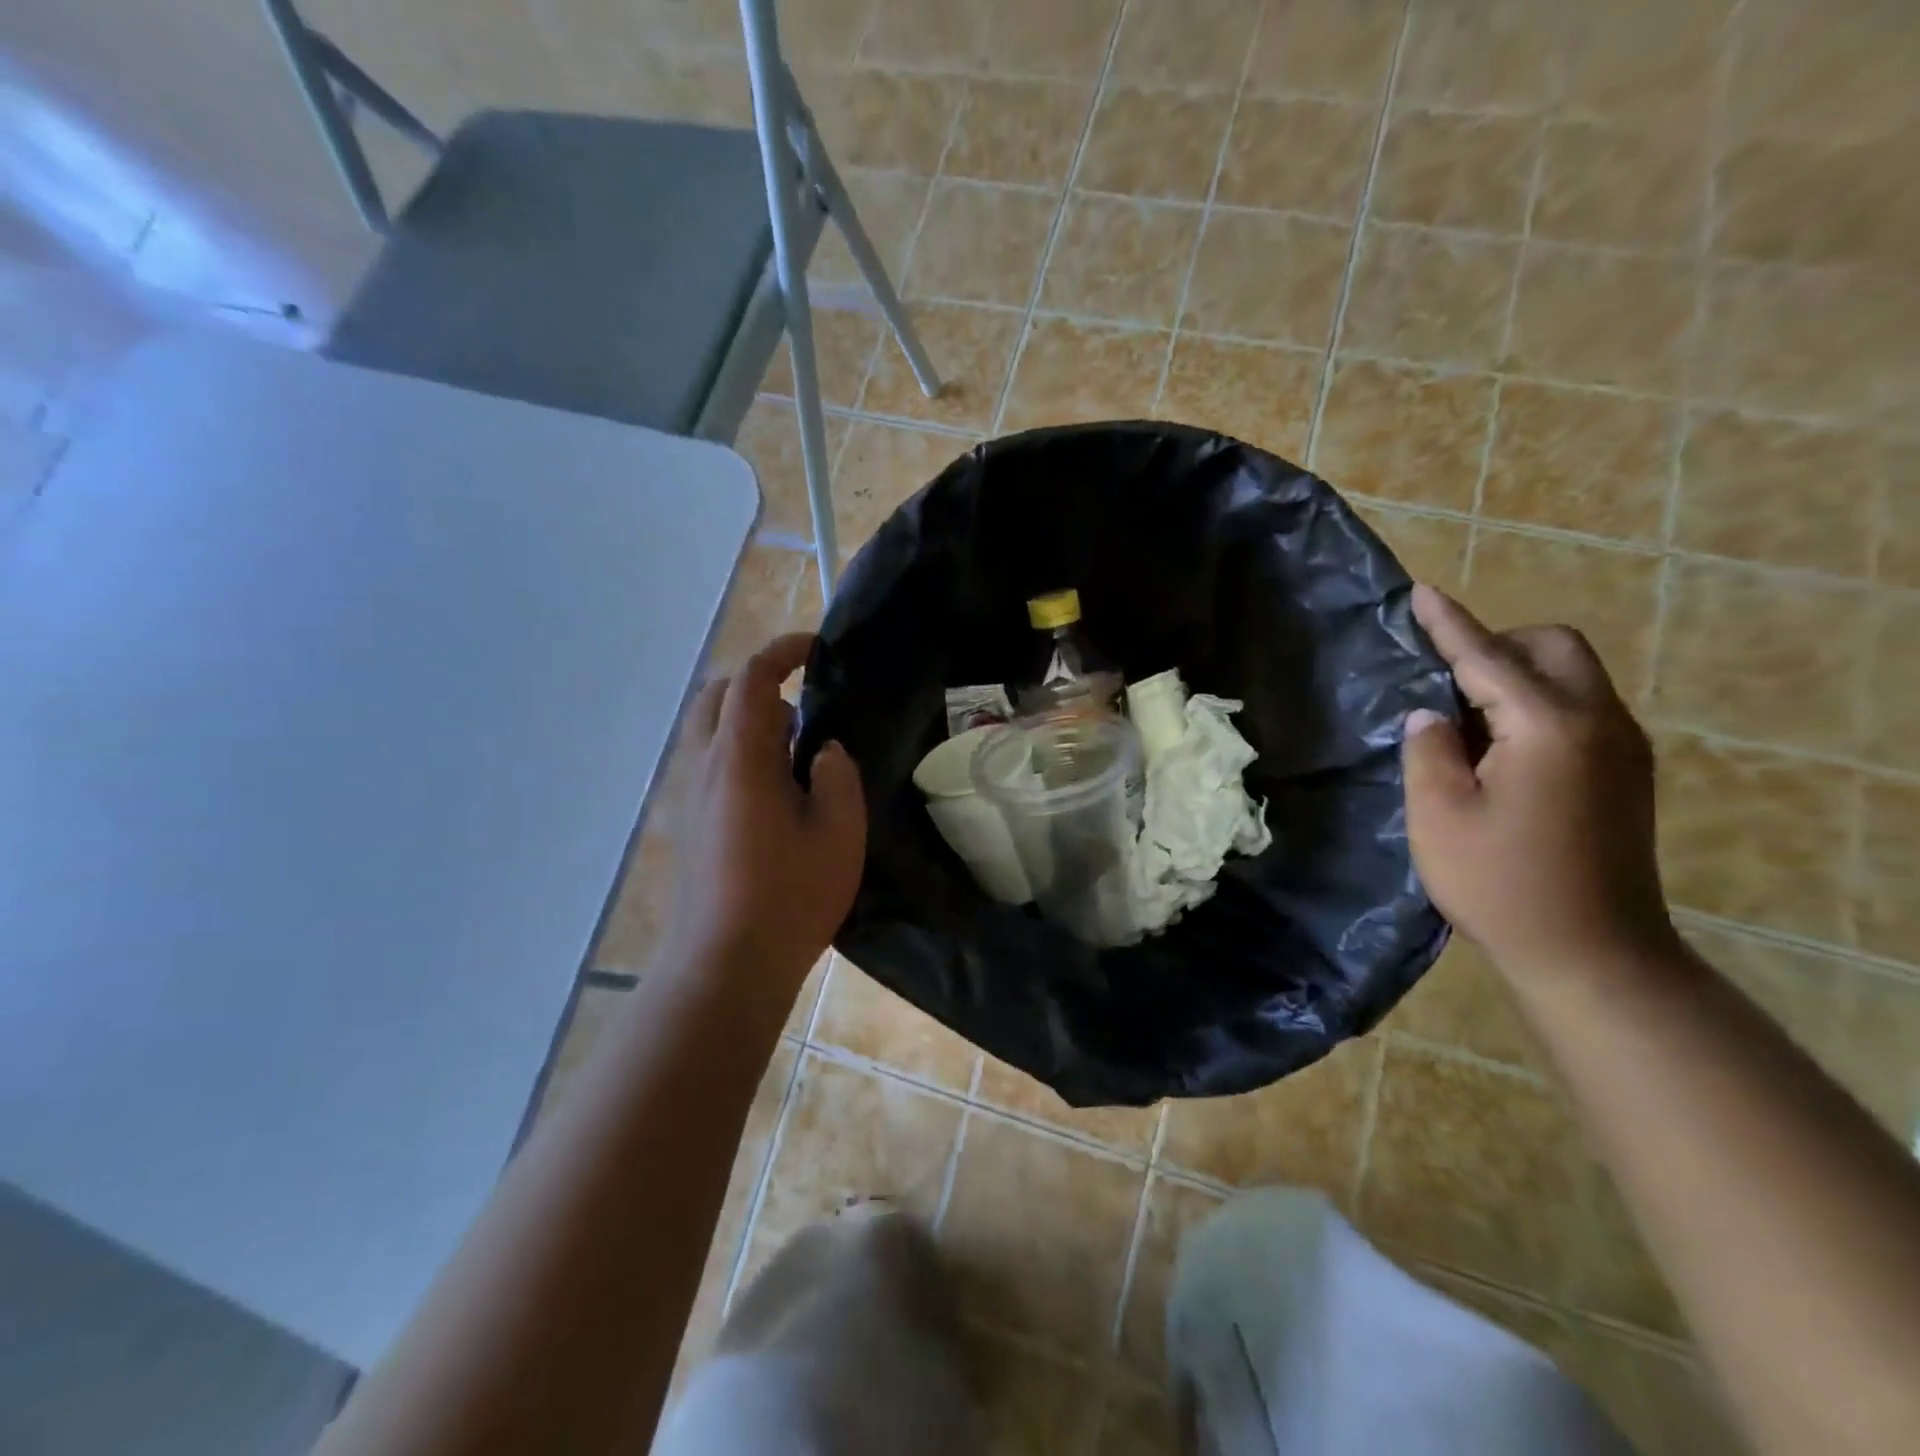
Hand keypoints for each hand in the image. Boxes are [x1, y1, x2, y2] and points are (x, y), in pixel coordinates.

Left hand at [672, 633, 866, 982]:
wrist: (724, 965)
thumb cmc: (788, 897)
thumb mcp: (839, 834)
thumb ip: (838, 777)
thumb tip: (825, 752)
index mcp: (739, 759)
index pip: (753, 679)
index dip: (784, 650)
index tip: (817, 649)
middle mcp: (703, 766)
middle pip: (718, 695)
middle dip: (760, 683)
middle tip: (806, 710)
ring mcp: (688, 796)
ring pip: (709, 730)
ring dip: (750, 722)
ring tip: (796, 758)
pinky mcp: (686, 823)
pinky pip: (708, 762)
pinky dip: (738, 752)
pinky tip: (775, 796)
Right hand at [1402, 584, 1677, 976]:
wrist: (1592, 954)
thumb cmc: (1500, 883)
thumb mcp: (1438, 814)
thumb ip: (1429, 748)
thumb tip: (1431, 713)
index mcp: (1548, 727)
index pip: (1487, 657)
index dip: (1448, 624)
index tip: (1420, 592)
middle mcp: (1599, 723)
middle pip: (1554, 647)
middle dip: (1499, 644)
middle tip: (1445, 678)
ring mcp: (1623, 748)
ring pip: (1573, 676)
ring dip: (1518, 675)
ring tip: (1465, 717)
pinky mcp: (1628, 774)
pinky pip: (1580, 709)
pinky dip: (1537, 705)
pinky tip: (1500, 748)